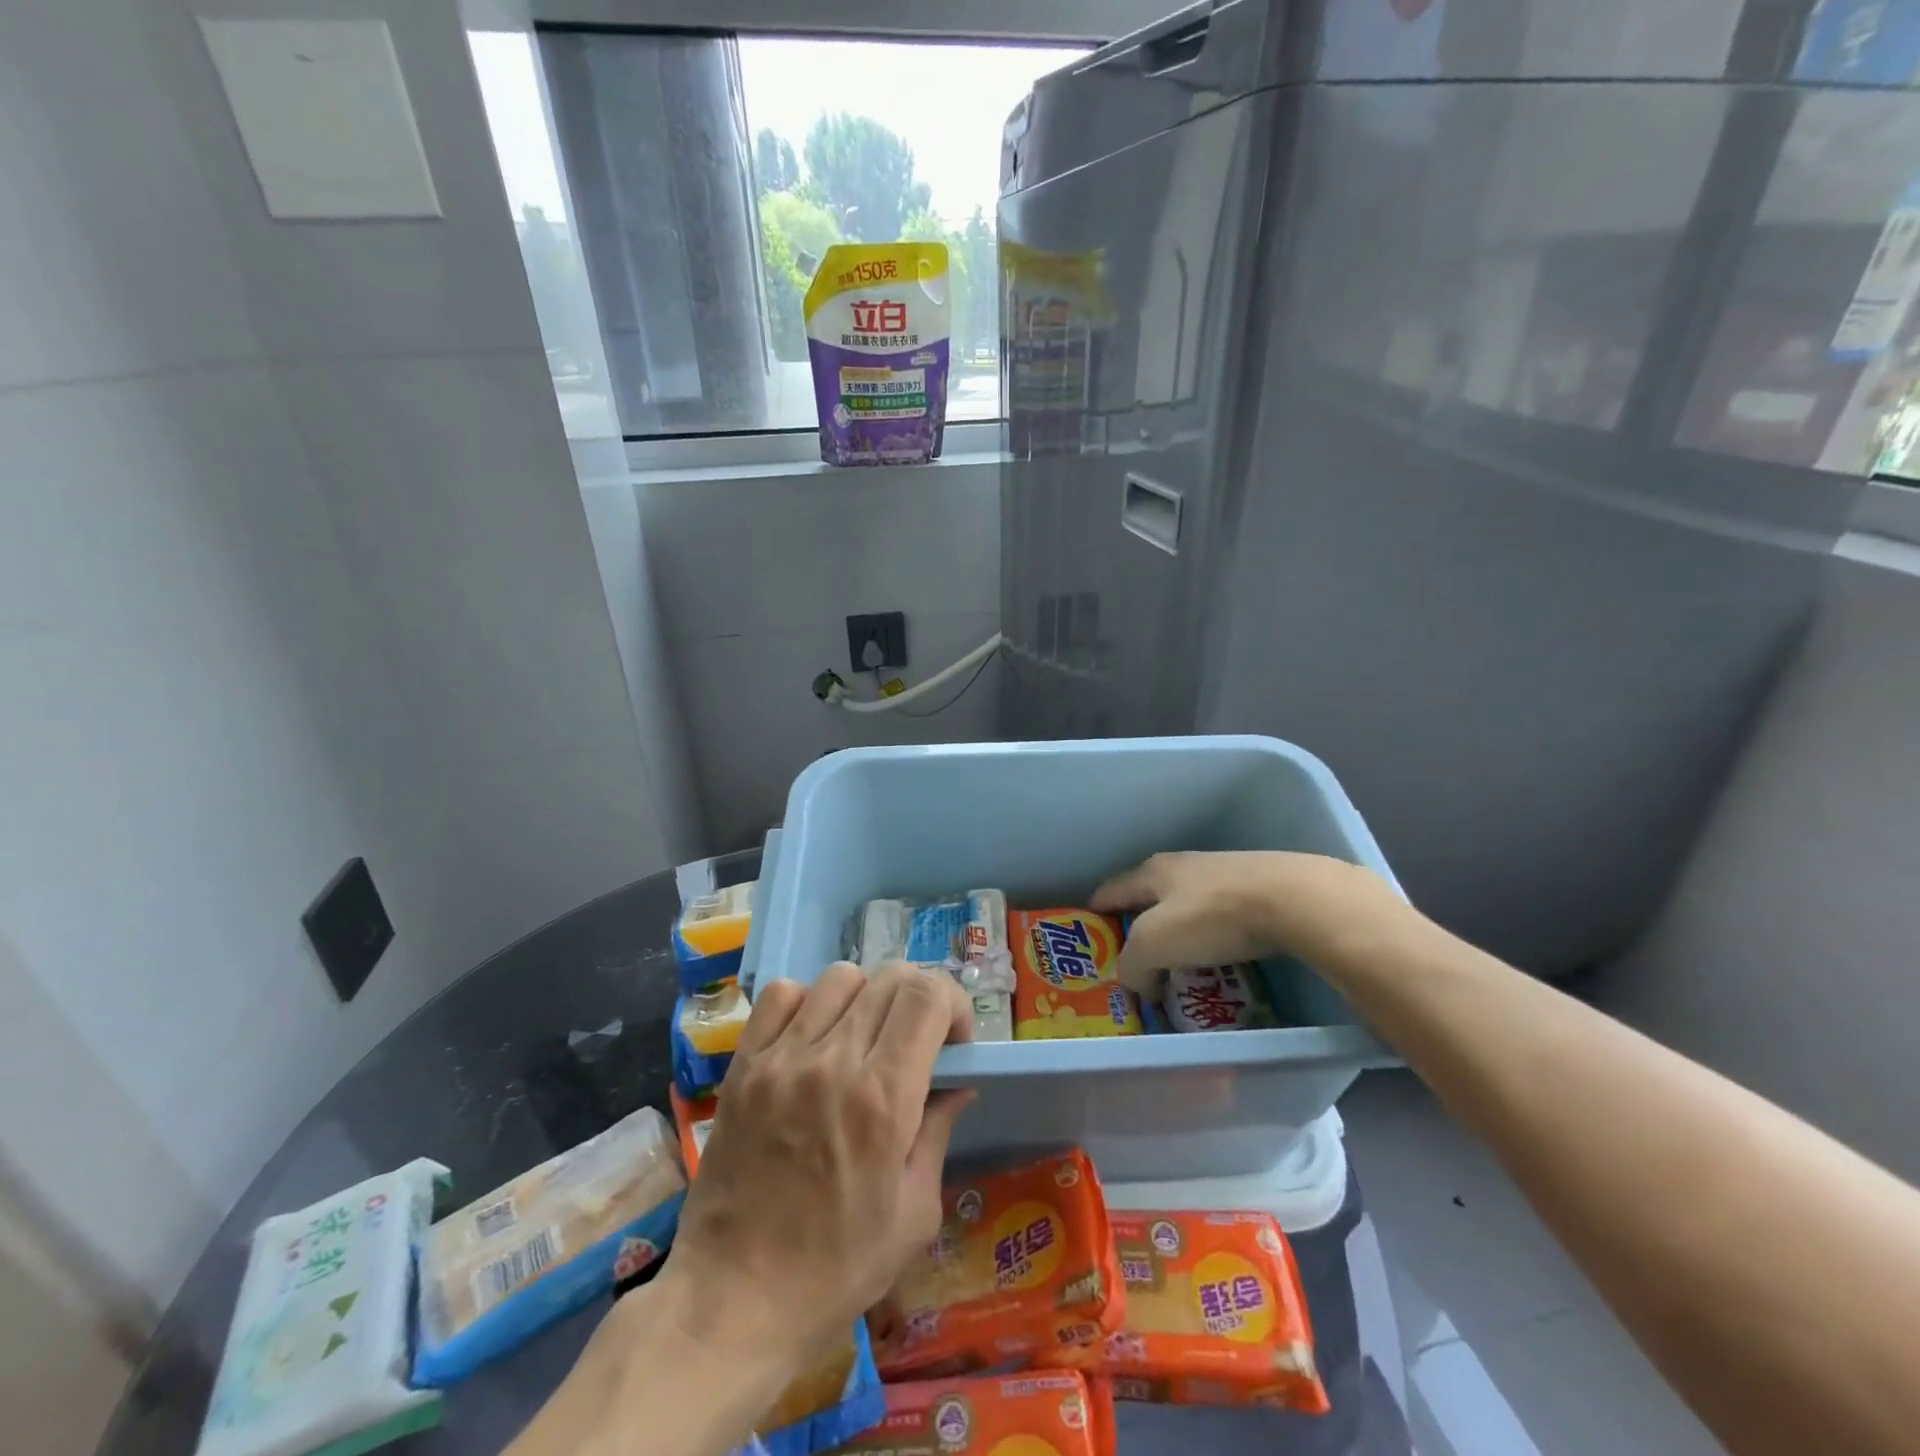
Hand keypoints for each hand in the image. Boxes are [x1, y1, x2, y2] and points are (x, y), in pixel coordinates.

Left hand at [661, 961, 974, 1373]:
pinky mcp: (744, 1064)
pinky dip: (808, 1001)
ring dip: (867, 998)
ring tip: (864, 1038)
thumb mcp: (913, 1213)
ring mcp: (783, 1057)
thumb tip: (958, 1082)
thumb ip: (938, 1132)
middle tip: (916, 1041)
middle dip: (918, 1000)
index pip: (927, 996)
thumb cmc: (836, 1269)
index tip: (954, 1040)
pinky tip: (814, 1037)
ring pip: (841, 977)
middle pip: (891, 978)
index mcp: (883, 1098)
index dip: (953, 1002)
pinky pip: (782, 994)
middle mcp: (834, 1061)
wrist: (733, 1300)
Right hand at [1091, 850, 1409, 994]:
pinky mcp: (1257, 890)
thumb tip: (1138, 983)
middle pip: (1148, 899)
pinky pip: (1220, 917)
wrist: (1295, 900)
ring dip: (1178, 936)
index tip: (1088, 941)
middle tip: (1136, 963)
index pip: (1109, 892)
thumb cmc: (1212, 916)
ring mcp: (1223, 875)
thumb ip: (1133, 965)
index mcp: (1151, 872)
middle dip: (1138, 929)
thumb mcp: (1154, 944)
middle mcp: (1183, 867)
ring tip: (1179, 967)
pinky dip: (1212, 938)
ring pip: (1186, 908)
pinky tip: (1221, 958)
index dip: (1094, 915)